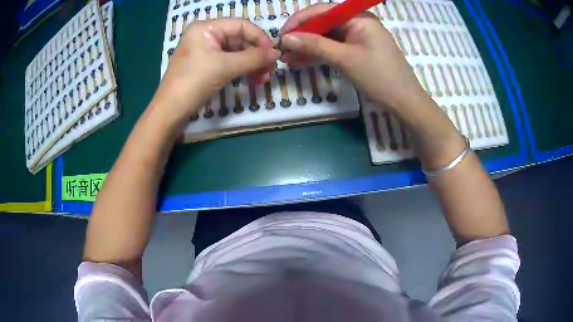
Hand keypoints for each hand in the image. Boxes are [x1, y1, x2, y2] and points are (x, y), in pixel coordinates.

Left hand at [155, 18, 280, 121]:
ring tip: (263, 78)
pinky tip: (252, 78)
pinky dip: (242, 69)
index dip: (260, 38)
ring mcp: (205, 50)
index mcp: (206, 28)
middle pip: (240, 38)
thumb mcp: (225, 67)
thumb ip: (254, 58)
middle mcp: (206, 35)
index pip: (241, 25)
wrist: (170, 112)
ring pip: (236, 52)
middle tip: (270, 70)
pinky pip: (229, 62)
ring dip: (252, 63)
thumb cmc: (194, 82)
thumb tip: (277, 53)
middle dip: (256, 54)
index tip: (274, 54)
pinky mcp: (206, 65)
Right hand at [280, 4, 426, 111]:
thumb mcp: (345, 58)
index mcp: (358, 17)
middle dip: (302, 36)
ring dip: (308, 47)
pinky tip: (302, 61)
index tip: (281, 36)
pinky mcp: (357, 50)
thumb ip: (315, 45)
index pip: (322, 11)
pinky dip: (319, 54)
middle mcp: (357, 22)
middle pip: (323, 23)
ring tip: (287, 59)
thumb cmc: (379, 76)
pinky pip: (334, 48)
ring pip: (327, 37)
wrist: (404, 102)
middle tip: (282, 50)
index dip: (299, 21)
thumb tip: (286, 38)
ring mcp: (358, 37)